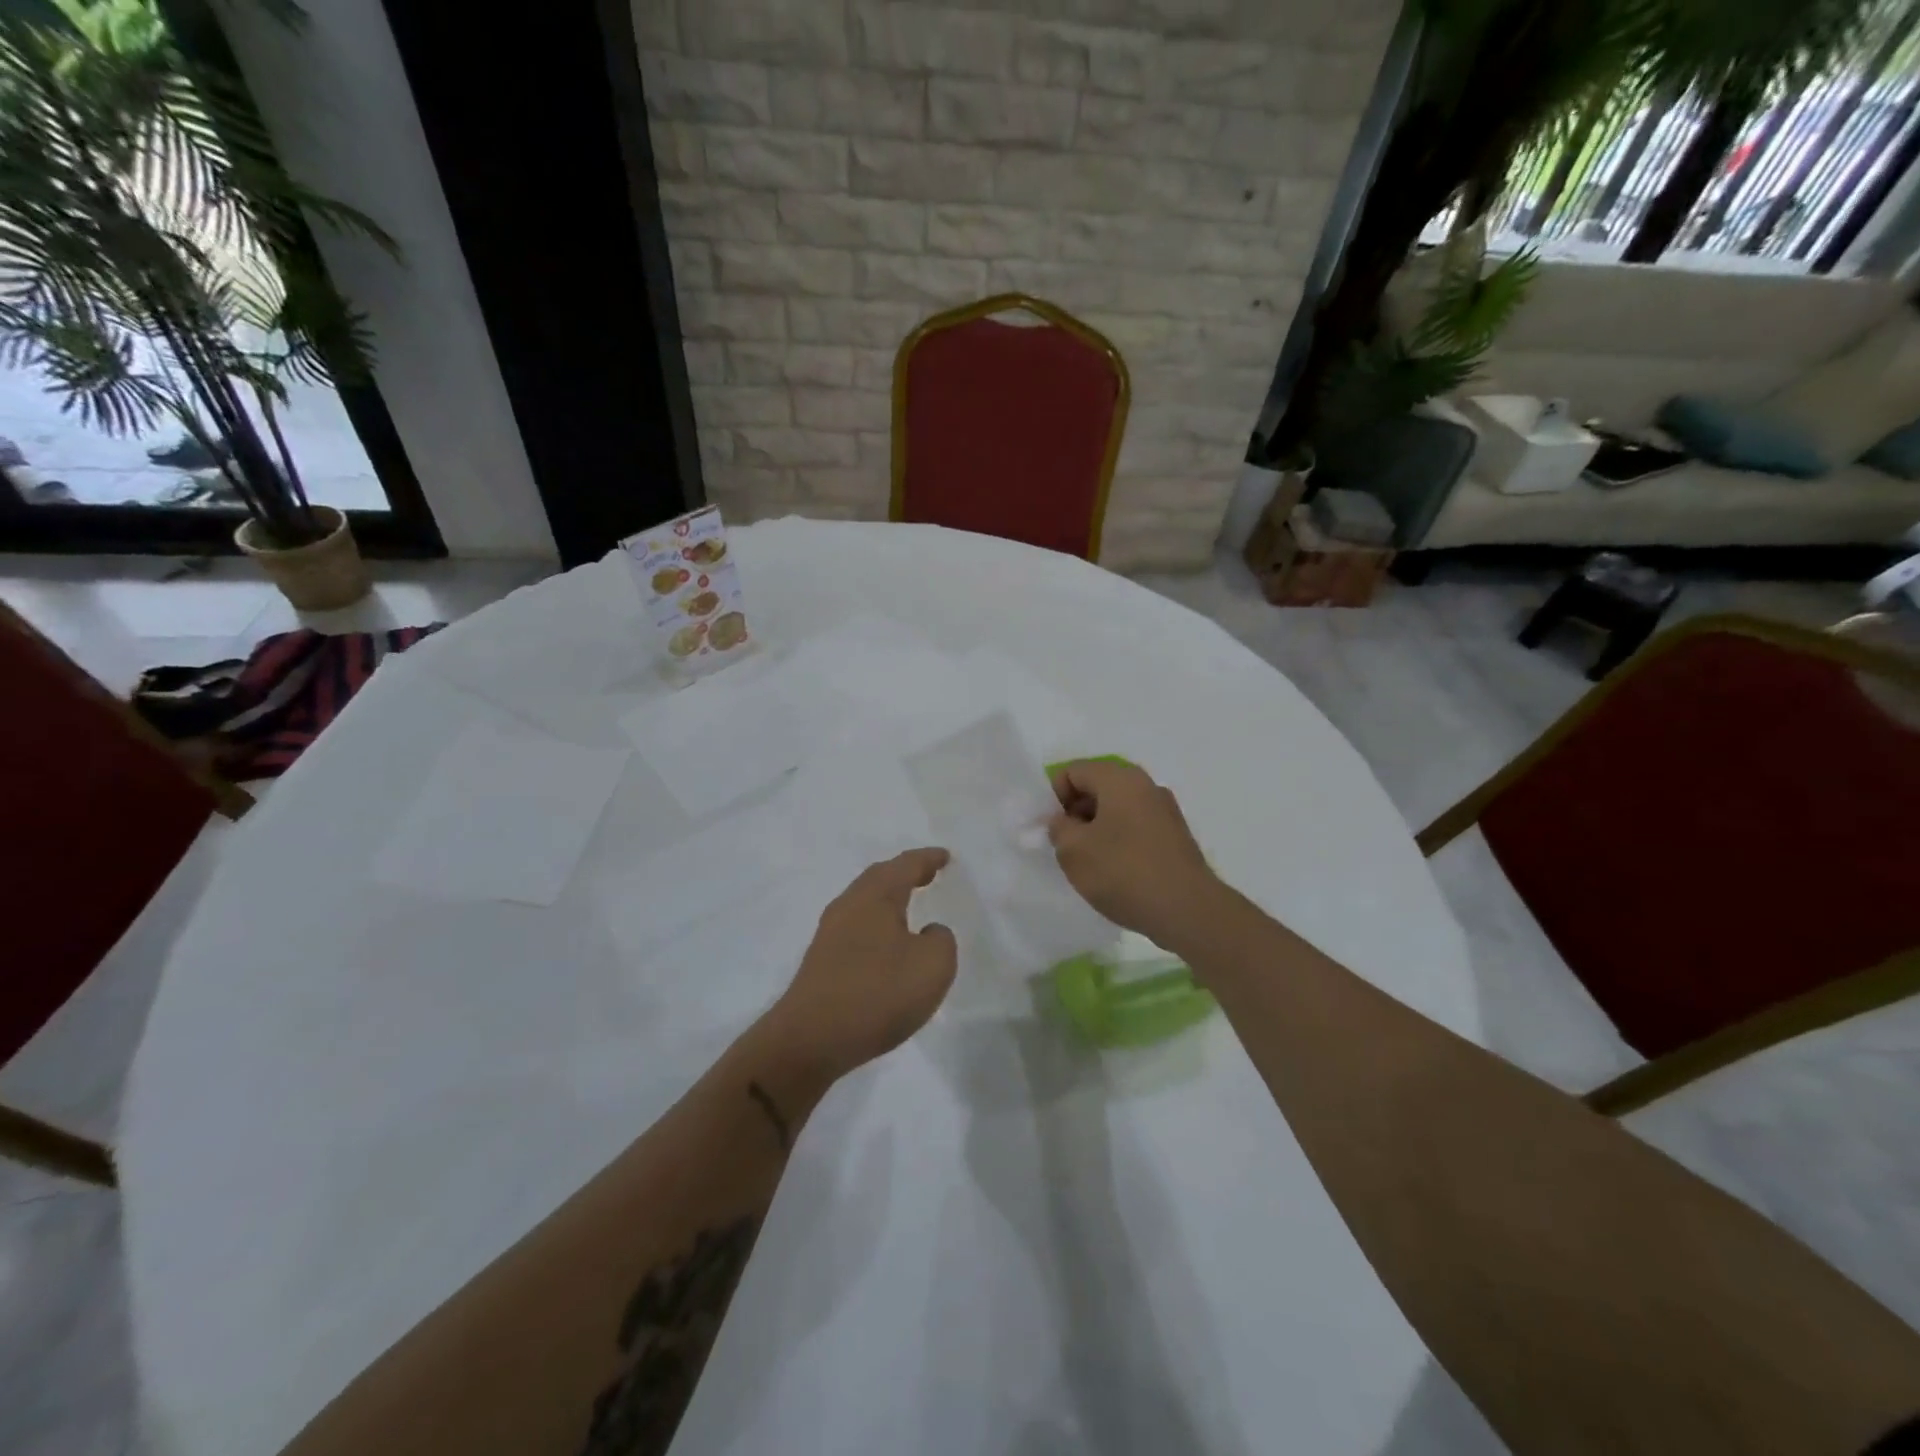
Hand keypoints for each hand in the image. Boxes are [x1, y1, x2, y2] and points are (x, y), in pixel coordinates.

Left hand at [763, 848, 957, 1082]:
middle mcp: (850, 905)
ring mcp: (830, 932)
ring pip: (864, 901)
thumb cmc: (878, 993)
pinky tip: (885, 943)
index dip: (928, 859)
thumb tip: (928, 932)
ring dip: (888, 898)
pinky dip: (876, 923)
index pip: (906, 865)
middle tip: (927, 873)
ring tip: (908, 904)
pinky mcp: (822, 959)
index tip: (945, 857)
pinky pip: (856, 926)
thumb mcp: (933, 966)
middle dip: (905, 872)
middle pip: (879, 877)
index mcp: (877, 896)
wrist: (811, 1039)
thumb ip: (941, 940)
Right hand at [1048, 760, 1222, 948]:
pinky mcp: (1175, 836)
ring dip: (1096, 831)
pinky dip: (1119, 843)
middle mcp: (1146, 785)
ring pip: (1116, 810)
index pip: (1072, 771)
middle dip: (1075, 814)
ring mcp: (1164, 811)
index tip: (1053, 831)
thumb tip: (1062, 821)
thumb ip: (1057, 828)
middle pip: (1096, 788)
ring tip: (1090, 866)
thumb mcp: (1073, 850)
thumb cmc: (1124, 872)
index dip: (1054, 798)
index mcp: (1120, 779)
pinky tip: (1116, 874)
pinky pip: (1135, 828)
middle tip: (1067, 849)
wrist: (1187, 910)